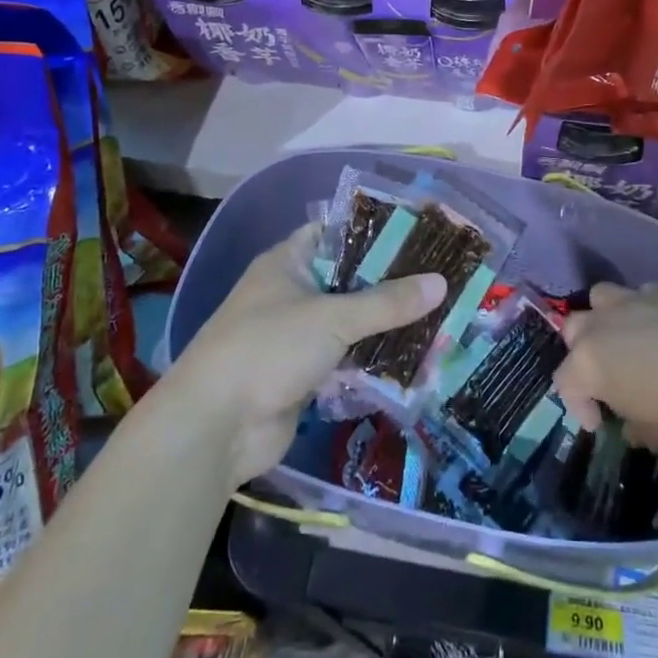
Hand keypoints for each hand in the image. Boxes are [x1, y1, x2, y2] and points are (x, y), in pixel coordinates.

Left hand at [167, 225, 446, 487]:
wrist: (215, 427)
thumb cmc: (268, 349)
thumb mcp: (332, 318)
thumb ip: (387, 302)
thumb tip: (442, 282)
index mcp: (288, 263)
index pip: (338, 233)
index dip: (376, 231)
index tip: (421, 233)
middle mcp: (293, 293)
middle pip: (350, 280)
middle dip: (392, 283)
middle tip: (442, 277)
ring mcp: (297, 336)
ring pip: (352, 323)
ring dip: (387, 325)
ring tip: (440, 316)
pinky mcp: (305, 375)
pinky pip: (348, 360)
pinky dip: (375, 360)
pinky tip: (416, 359)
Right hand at [553, 283, 657, 455]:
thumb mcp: (657, 436)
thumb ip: (635, 426)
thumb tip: (633, 423)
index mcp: (589, 362)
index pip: (566, 382)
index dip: (579, 406)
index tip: (600, 423)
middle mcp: (603, 323)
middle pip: (574, 329)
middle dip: (584, 351)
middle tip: (609, 375)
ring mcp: (635, 299)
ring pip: (603, 298)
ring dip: (608, 318)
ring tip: (631, 341)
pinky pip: (645, 295)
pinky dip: (649, 312)